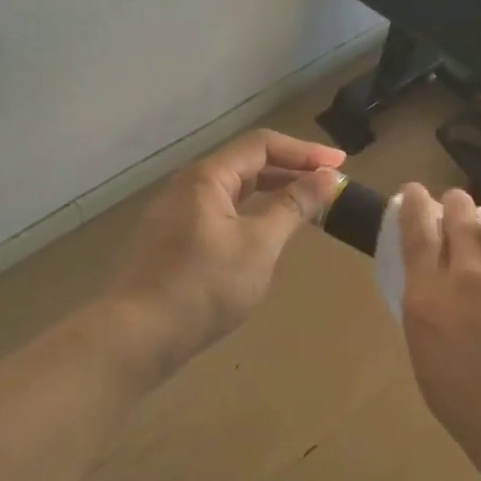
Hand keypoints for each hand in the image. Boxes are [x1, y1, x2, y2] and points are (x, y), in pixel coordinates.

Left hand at [106, 130, 344, 371]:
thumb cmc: (205, 286)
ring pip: (232, 192)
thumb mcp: (259, 245)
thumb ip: (294, 207)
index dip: (304, 151)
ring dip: (270, 194)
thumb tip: (327, 177)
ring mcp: (176, 215)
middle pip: (245, 165)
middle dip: (290, 171)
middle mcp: (187, 187)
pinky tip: (265, 235)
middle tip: (328, 185)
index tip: (340, 164)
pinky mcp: (173, 242)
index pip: (262, 146)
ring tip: (305, 207)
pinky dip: (250, 215)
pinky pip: (219, 214)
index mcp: (206, 178)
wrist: (140, 334)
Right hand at [397, 184, 480, 480]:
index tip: (417, 193)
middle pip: (458, 217)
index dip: (415, 207)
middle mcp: (468, 274)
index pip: (414, 235)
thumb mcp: (439, 383)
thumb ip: (434, 329)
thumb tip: (440, 301)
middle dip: (458, 207)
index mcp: (428, 306)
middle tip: (463, 207)